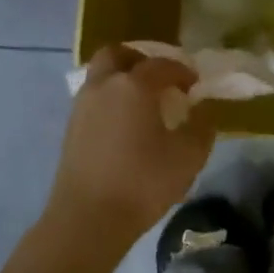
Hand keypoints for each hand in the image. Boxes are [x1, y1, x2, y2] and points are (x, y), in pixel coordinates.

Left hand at [42, 46, 215, 254]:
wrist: (87, 218)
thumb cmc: (143, 183)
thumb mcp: (189, 156)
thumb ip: (202, 126)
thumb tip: (202, 110)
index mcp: (134, 86)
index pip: (162, 64)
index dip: (182, 71)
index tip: (194, 86)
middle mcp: (104, 85)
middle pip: (118, 54)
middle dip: (141, 60)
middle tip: (160, 79)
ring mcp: (82, 105)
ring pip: (101, 75)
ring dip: (122, 78)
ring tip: (143, 103)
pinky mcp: (71, 127)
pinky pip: (93, 97)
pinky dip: (110, 99)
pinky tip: (125, 125)